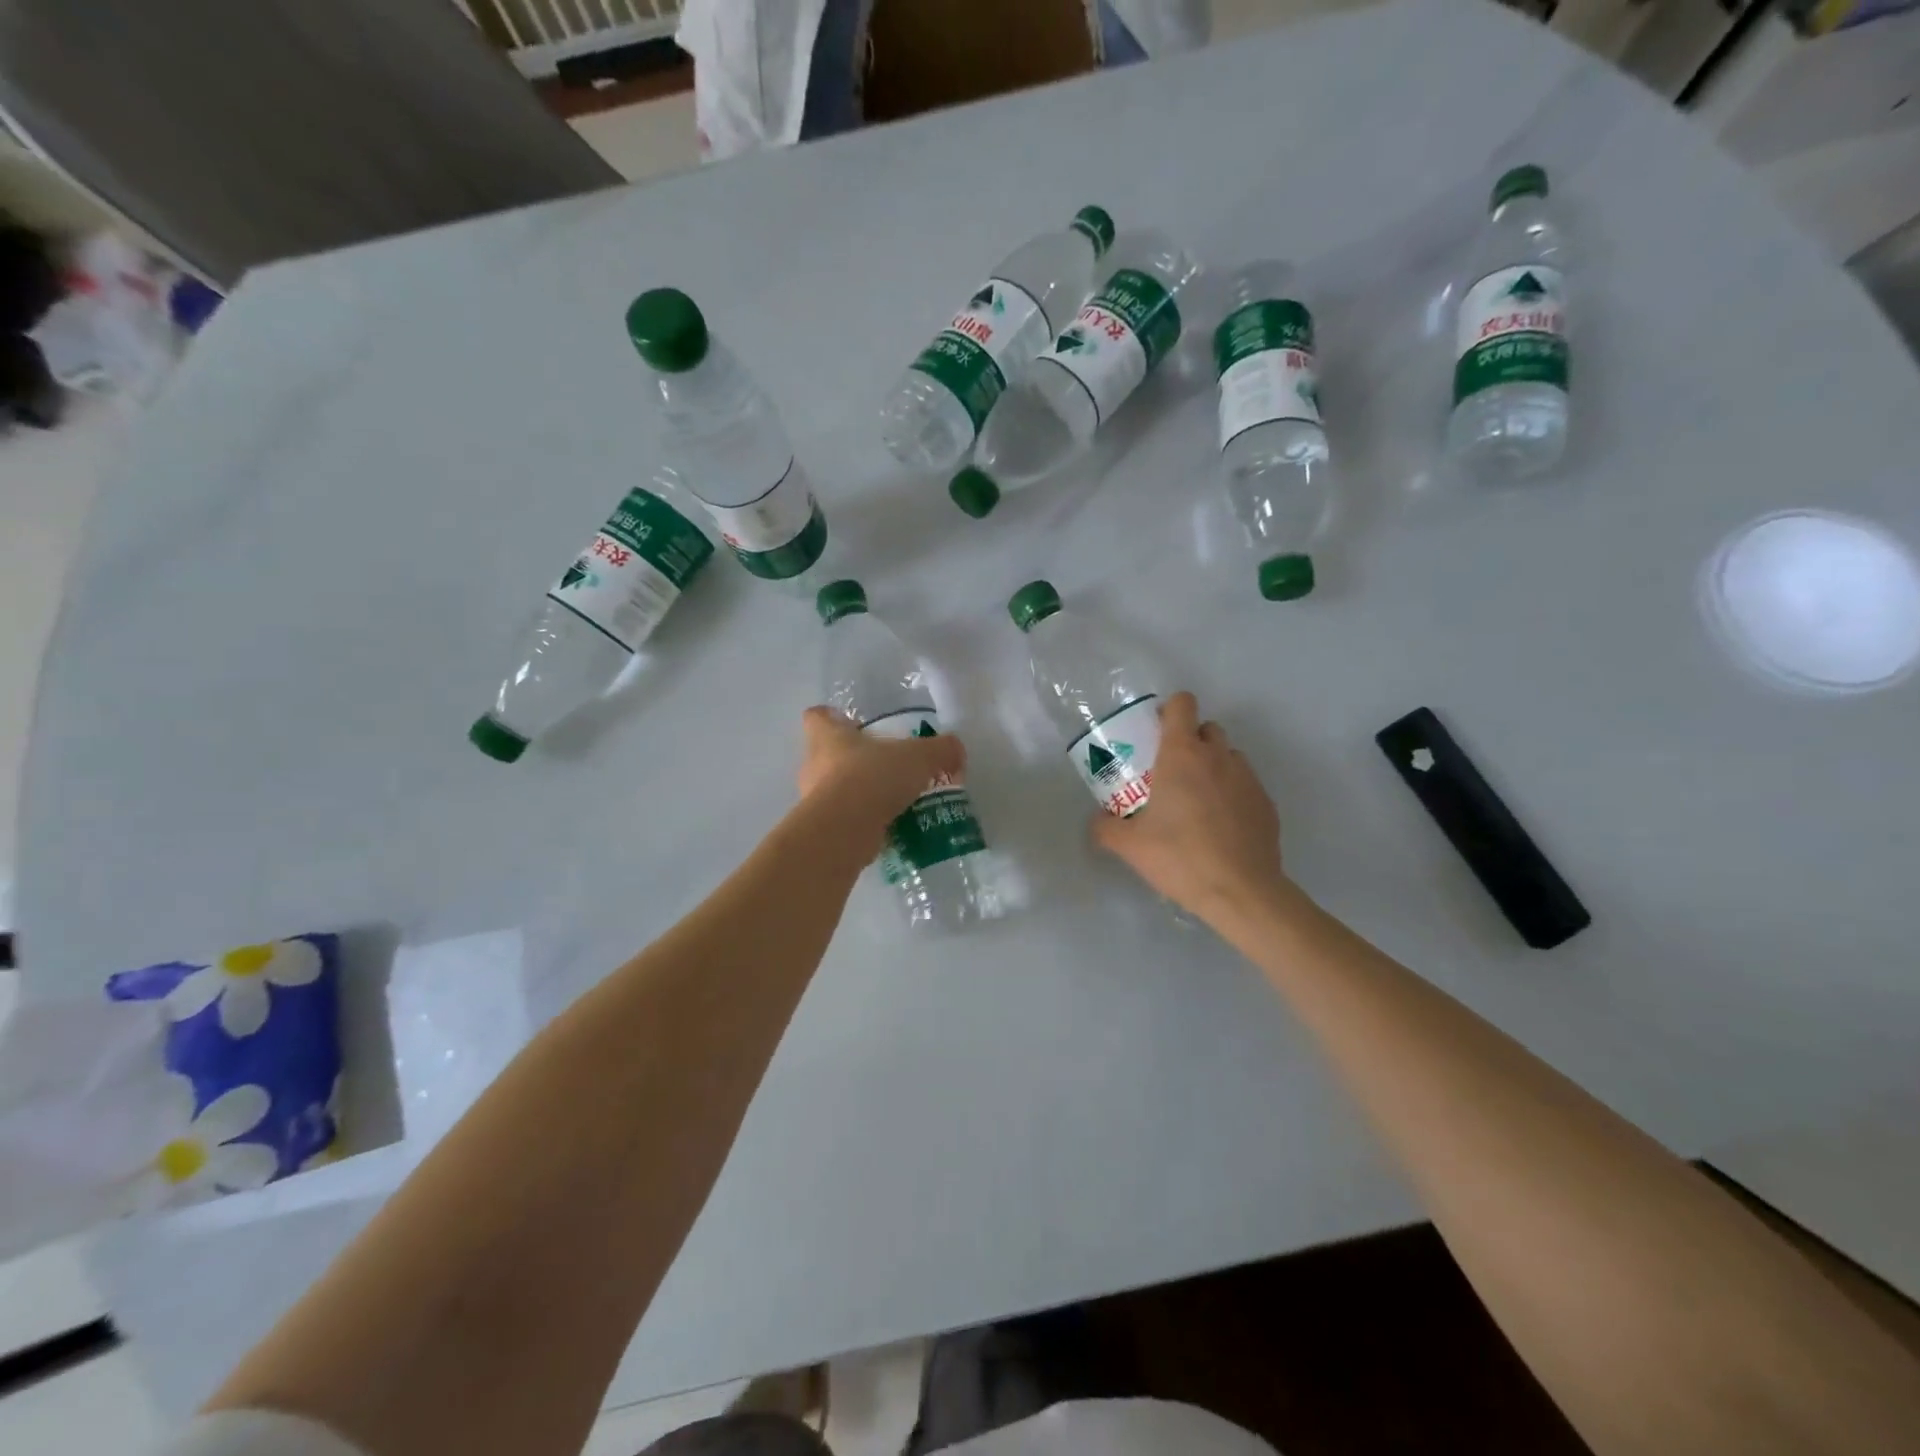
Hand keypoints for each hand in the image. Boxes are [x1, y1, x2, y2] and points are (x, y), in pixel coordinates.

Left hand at [797, 706, 965, 851]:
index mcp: (828, 736)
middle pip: (827, 754)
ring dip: (861, 794)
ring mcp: (813, 799)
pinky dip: (864, 822)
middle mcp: (814, 764)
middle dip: (854, 760)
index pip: (817, 716)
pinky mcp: (823, 828)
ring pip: (835, 789)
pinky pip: (844, 820)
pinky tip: (891, 826)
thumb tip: (956, 751)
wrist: (845, 830)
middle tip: (886, 766)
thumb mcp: (919, 757)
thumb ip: (941, 750)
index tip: (854, 724)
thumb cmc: (873, 777)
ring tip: (894, 801)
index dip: (832, 717)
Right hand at [1091, 692, 1287, 922]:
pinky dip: (1232, 794)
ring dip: (1213, 766)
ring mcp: (1248, 779)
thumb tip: (1098, 821)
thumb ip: (1106, 828)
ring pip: (1229, 756)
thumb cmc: (1180, 858)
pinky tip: (1220, 826)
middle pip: (1207, 728)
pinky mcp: (1267, 804)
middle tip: (1171, 771)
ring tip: (1197, 801)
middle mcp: (1218, 757)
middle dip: (1190, 740)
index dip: (1168, 710)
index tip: (1155, 732)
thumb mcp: (1130, 846)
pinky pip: (1246, 785)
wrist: (1242, 892)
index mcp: (1182, 755)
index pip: (1182, 704)